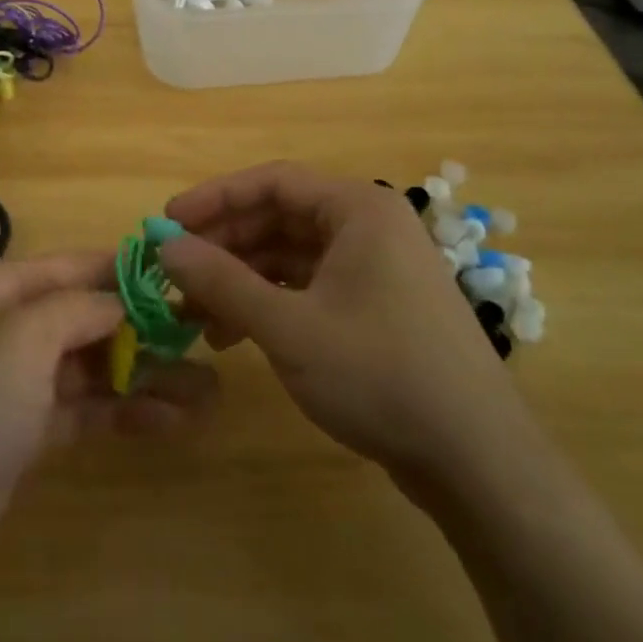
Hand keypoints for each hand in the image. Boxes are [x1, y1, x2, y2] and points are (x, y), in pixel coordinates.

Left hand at [0, 252, 214, 605]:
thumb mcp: (21, 341)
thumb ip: (78, 310)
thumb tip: (120, 297)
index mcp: (2, 289)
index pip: (79, 267)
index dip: (131, 273)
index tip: (187, 280)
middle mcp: (9, 326)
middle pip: (90, 317)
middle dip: (147, 330)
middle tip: (209, 343)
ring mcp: (15, 383)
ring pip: (91, 367)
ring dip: (144, 375)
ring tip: (207, 391)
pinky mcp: (21, 434)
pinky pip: (81, 411)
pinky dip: (122, 412)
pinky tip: (169, 420)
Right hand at [162, 162, 523, 476]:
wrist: (477, 460)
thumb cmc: (380, 375)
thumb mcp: (289, 327)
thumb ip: (222, 281)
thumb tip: (166, 245)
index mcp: (358, 208)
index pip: (273, 181)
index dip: (215, 198)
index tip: (168, 221)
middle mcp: (368, 225)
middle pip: (280, 217)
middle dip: (225, 245)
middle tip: (175, 272)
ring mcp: (375, 267)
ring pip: (291, 255)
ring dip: (242, 278)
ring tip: (195, 313)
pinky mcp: (376, 305)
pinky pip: (310, 285)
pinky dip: (271, 302)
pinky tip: (235, 333)